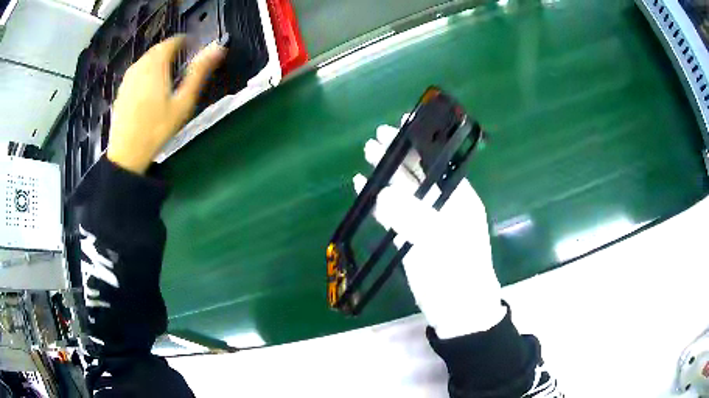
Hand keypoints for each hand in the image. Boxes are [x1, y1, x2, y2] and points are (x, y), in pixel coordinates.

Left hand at [107, 36, 225, 173]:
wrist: (126, 155)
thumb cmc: (157, 129)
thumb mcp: (183, 102)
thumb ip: (199, 72)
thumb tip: (218, 49)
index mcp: (156, 64)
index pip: (174, 41)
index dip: (187, 43)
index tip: (195, 51)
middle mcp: (140, 65)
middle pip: (159, 49)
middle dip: (173, 52)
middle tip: (184, 65)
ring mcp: (129, 78)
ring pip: (148, 60)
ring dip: (160, 62)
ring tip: (169, 77)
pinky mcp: (122, 89)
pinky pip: (138, 72)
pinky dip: (148, 73)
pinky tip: (152, 90)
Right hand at [353, 115, 504, 338]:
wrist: (458, 311)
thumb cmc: (457, 275)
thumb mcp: (437, 243)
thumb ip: (410, 217)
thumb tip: (381, 195)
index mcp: (458, 199)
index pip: (437, 162)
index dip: (420, 142)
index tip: (402, 125)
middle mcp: (443, 205)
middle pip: (418, 172)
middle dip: (398, 154)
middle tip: (375, 138)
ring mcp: (426, 222)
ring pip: (404, 190)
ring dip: (386, 173)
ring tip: (368, 155)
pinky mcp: (412, 237)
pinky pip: (393, 213)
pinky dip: (379, 200)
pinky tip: (364, 188)